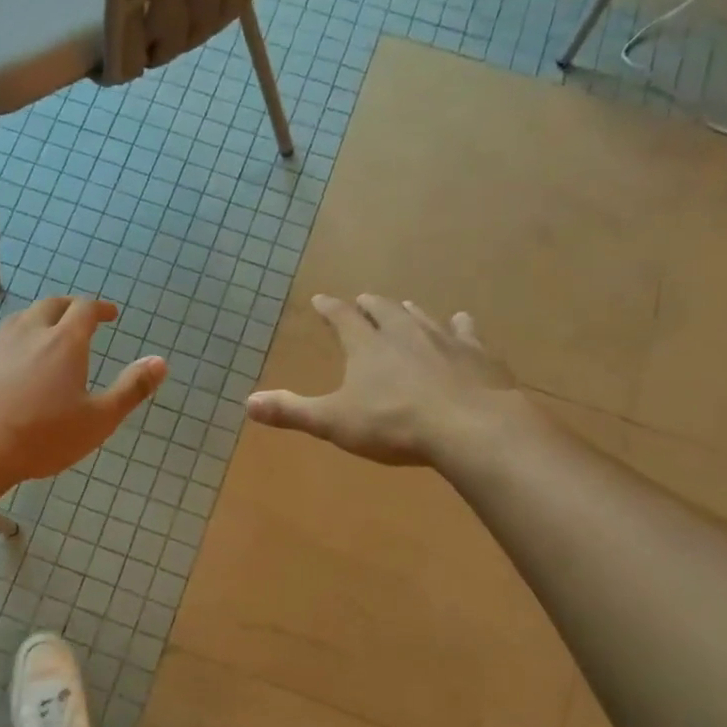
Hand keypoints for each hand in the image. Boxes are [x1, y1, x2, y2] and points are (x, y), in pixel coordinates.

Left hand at [0, 297, 166, 488]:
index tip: (110, 313)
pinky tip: (5, 367)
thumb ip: (131, 389)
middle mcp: (28, 333)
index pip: (85, 309)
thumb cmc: (41, 437)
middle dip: (68, 307)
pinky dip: (8, 346)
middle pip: (50, 306)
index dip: (100, 307)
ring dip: (36, 322)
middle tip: (78, 318)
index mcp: (64, 343)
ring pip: (18, 321)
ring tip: (43, 338)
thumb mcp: (98, 420)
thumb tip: (160, 361)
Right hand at [245, 294, 535, 467]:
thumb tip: (248, 402)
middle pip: (384, 310)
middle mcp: (404, 333)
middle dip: (370, 305)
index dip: (329, 309)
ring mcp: (444, 340)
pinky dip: (460, 326)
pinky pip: (466, 332)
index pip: (342, 318)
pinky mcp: (478, 355)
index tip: (320, 299)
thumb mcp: (334, 422)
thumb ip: (292, 411)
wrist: (470, 428)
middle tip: (363, 299)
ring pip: (422, 317)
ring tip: (404, 305)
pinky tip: (462, 321)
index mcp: (367, 346)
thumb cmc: (394, 425)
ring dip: (409, 311)